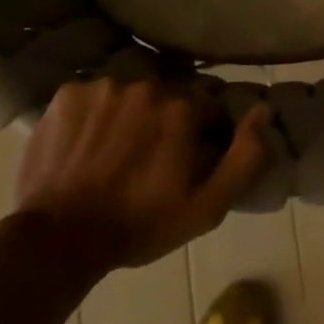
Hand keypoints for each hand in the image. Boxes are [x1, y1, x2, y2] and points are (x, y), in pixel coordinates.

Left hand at [15, 79, 272, 269]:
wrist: (60, 238)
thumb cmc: (140, 225)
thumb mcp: (207, 206)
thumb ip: (245, 156)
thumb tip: (263, 110)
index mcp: (181, 108)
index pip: (208, 107)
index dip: (204, 134)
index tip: (190, 161)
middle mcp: (144, 85)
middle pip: (168, 96)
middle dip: (166, 121)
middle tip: (151, 160)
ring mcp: (101, 87)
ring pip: (129, 94)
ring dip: (130, 115)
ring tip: (115, 153)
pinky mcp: (66, 94)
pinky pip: (93, 97)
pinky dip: (95, 115)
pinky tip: (87, 146)